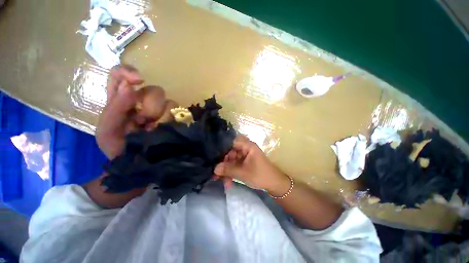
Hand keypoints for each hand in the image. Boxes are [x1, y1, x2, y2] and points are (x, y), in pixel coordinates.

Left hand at [96, 65, 175, 158]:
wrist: (138, 164)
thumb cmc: (119, 149)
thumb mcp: (107, 131)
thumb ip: (115, 107)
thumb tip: (130, 86)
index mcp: (121, 101)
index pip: (121, 75)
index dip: (129, 71)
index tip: (139, 80)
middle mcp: (143, 102)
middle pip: (154, 89)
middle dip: (150, 106)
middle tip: (144, 122)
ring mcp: (161, 110)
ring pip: (168, 101)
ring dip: (160, 116)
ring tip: (154, 129)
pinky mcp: (173, 118)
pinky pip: (177, 111)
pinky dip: (170, 120)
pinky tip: (163, 129)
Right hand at [214, 135, 289, 193]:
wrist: (274, 184)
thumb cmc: (260, 175)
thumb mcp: (243, 173)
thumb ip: (228, 170)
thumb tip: (214, 169)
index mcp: (247, 146)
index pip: (231, 141)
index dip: (222, 147)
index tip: (213, 156)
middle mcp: (245, 148)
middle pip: (230, 152)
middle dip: (223, 163)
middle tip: (216, 173)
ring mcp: (245, 155)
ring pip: (231, 160)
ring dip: (226, 170)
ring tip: (220, 180)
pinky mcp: (245, 162)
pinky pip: (235, 164)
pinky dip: (231, 172)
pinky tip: (228, 181)